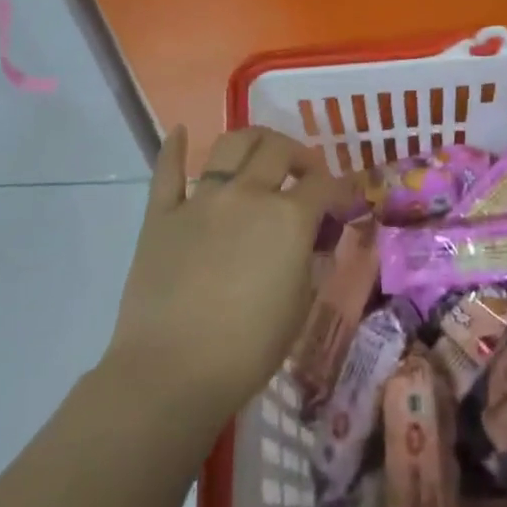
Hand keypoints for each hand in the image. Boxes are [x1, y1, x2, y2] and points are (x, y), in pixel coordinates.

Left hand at [106, 127, 352, 420]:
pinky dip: (175, 148)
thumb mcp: (299, 306)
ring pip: (231, 145)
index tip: (344, 197)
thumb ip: (310, 262)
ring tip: (259, 153)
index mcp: (289, 218)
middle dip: (299, 155)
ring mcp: (202, 200)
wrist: (171, 374)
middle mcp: (248, 194)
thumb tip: (314, 241)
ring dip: (253, 140)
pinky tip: (181, 133)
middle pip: (279, 149)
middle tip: (304, 172)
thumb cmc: (248, 350)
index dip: (339, 187)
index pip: (324, 184)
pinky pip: (167, 171)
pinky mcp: (162, 214)